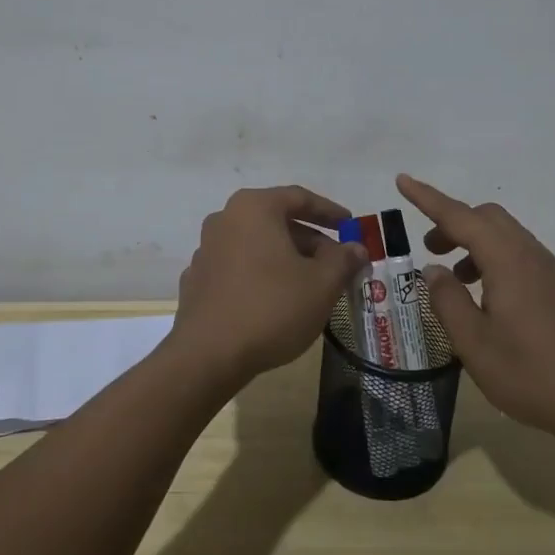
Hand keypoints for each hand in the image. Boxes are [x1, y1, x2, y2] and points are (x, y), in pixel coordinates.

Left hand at [172, 186, 367, 385]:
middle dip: (310, 241)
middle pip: (277, 221)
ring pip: (257, 245)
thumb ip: (343, 260)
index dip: (330, 212)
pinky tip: (276, 301)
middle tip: (336, 263)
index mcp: (254, 208)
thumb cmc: (271, 308)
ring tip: (311, 285)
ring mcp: (206, 250)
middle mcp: (225, 219)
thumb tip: (356, 248)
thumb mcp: (321, 284)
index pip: (299, 198)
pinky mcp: (198, 280)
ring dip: (286, 259)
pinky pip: (239, 267)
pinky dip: (261, 275)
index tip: (351, 226)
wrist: (208, 356)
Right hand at [397, 174, 554, 446]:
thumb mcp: (474, 343)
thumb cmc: (531, 374)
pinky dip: (504, 267)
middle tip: (430, 250)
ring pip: (510, 239)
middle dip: (454, 225)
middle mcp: (532, 256)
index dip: (427, 198)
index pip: (459, 216)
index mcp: (506, 259)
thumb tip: (433, 271)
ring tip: (459, 281)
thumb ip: (448, 300)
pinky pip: (529, 263)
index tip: (402, 180)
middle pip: (488, 219)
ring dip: (478, 247)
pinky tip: (503, 302)